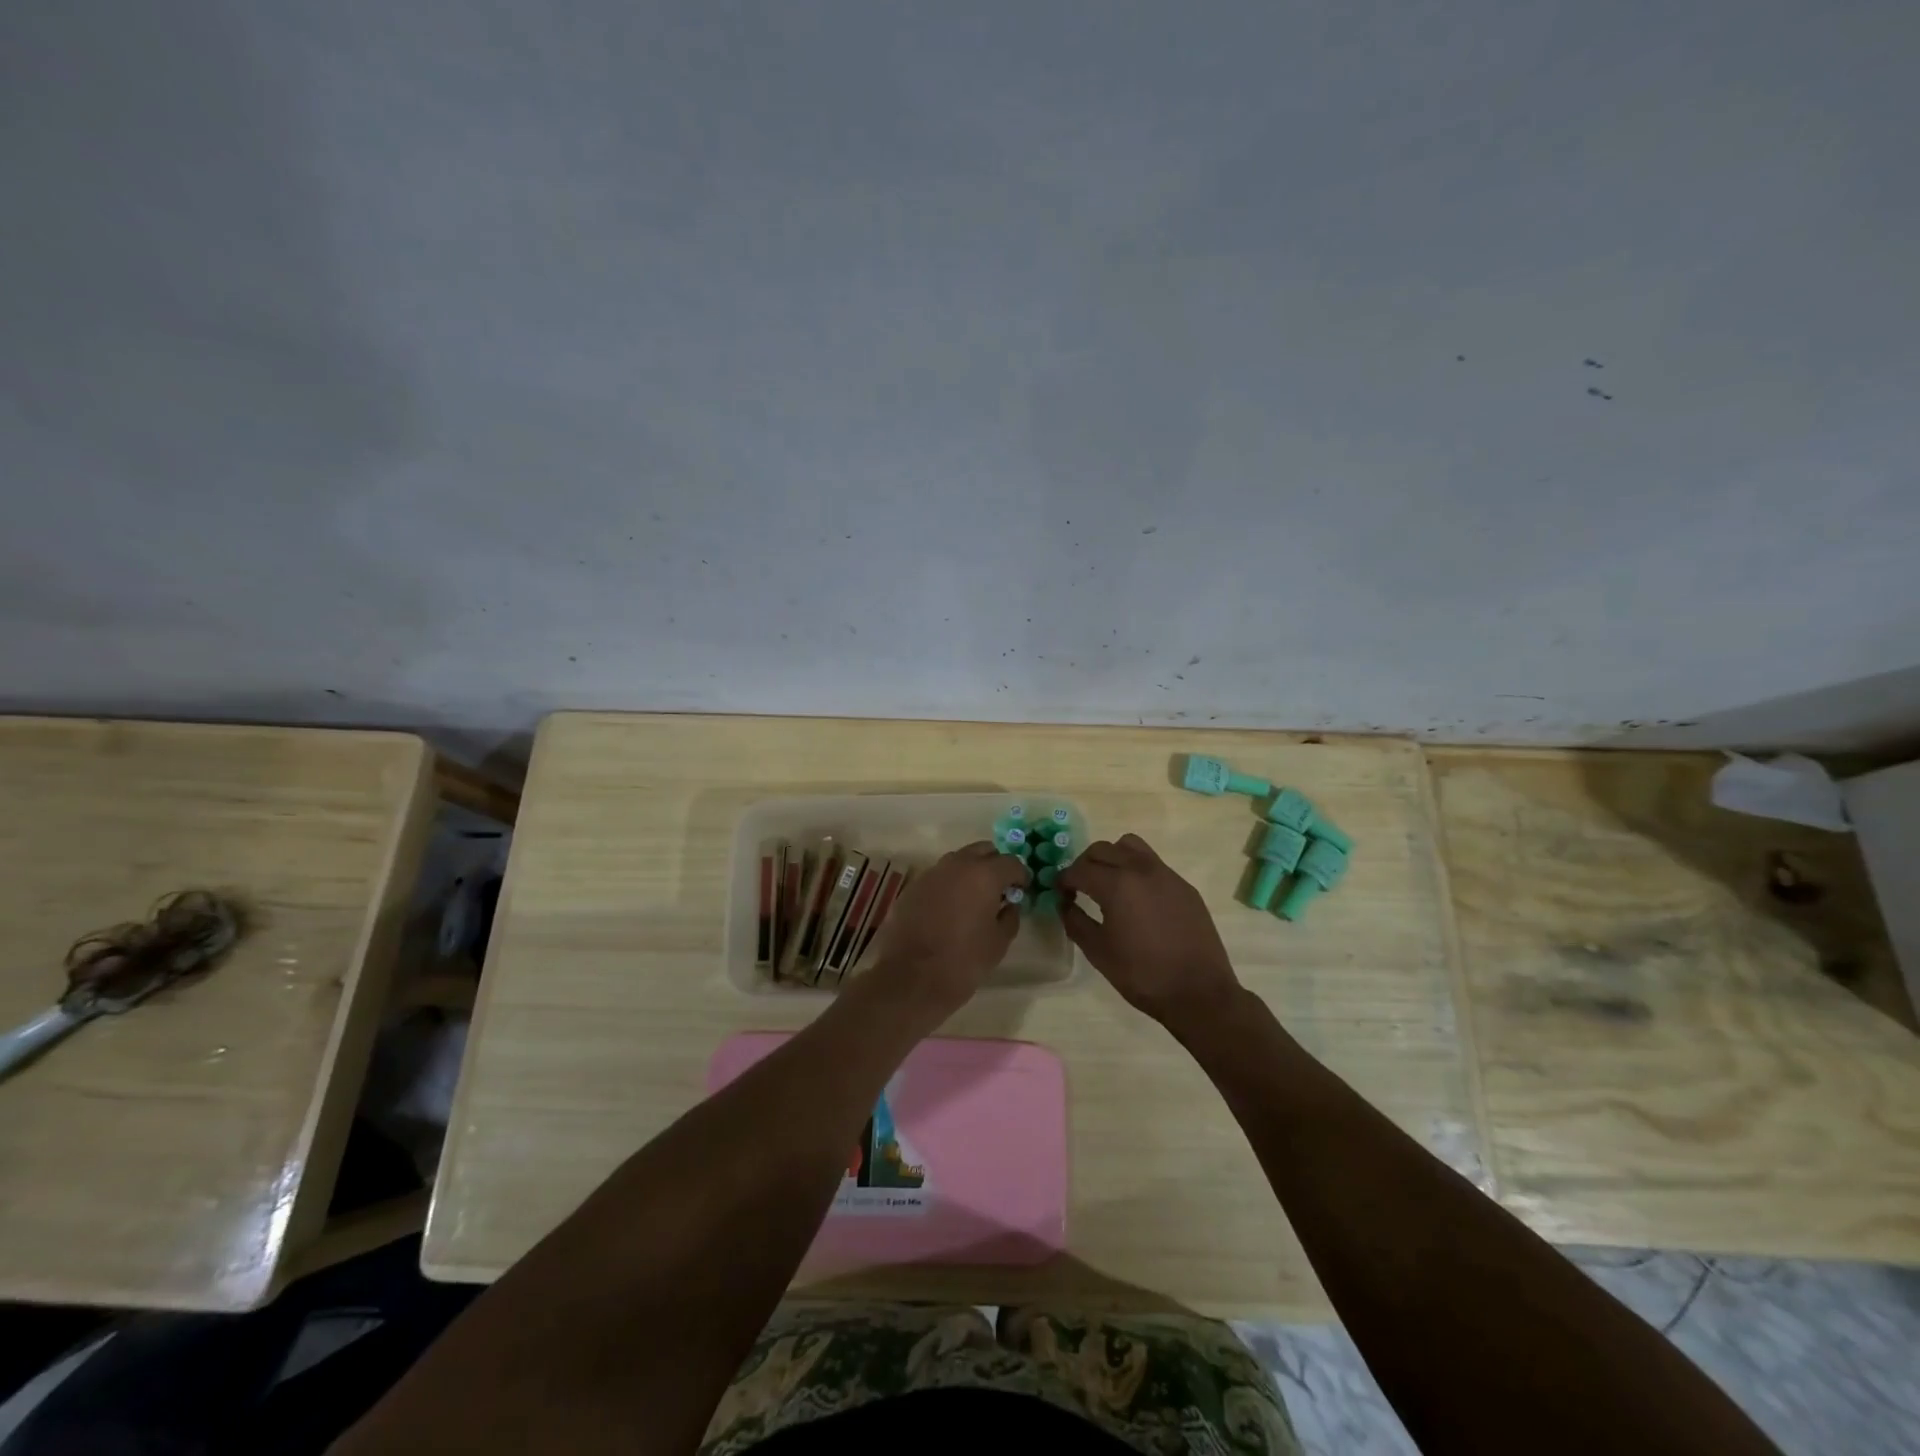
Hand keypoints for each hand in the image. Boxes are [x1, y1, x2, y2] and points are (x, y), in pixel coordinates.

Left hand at [865, 842, 1029, 1014]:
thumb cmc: (963, 961)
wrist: (910, 978)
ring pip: (959, 860)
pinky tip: (950, 908)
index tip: (1022, 891)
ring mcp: (932, 873)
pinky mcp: (913, 886)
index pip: (1011, 862)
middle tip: (1000, 889)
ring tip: (975, 898)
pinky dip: (950, 884)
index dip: (1020, 876)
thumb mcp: (998, 943)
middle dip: (995, 865)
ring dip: (971, 871)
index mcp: (984, 874)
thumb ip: (1010, 917)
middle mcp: (957, 864)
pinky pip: (939, 876)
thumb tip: (1010, 904)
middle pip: (983, 850)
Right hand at [1057, 834, 1242, 1031]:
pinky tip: (1138, 900)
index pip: (1080, 870)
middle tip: (1079, 886)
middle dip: (1085, 864)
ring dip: (1113, 857)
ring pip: (1131, 847)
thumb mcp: (1098, 952)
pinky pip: (1153, 864)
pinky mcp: (1184, 886)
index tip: (1059, 892)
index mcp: (1117, 885)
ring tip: (1109, 883)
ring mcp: (1166, 875)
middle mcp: (1141, 869)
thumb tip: (1064, 904)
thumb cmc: (1142, 975)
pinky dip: (1137, 870)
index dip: (1064, 880)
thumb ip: (1075, 921)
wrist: (1200, 993)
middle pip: (1103, 849)